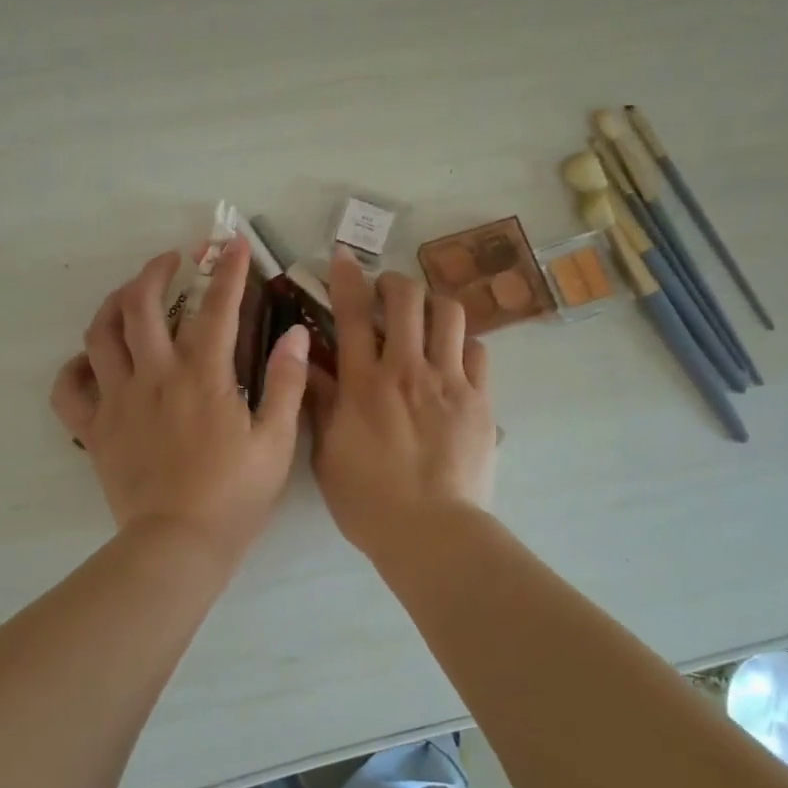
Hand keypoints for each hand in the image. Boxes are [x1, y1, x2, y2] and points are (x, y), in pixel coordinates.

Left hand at [51, 237, 309, 562]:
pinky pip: (69, 390)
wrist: (179, 545)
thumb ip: (286, 383)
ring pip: (99, 335)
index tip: (234, 244)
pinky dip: (74, 368)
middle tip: (171, 260)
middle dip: (156, 271)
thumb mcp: (276, 441)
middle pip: (141, 306)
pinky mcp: (95, 430)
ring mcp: (118, 401)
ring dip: (113, 304)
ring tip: (129, 295)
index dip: (228, 271)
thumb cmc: (234, 495)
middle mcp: (155, 376)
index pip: (217, 308)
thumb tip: (295, 334)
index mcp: (203, 377)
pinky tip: (90, 362)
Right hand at [309, 249, 496, 558]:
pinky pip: (478, 350)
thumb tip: (307, 363)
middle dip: (395, 283)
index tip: (343, 257)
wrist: (431, 531)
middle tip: (387, 291)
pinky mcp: (480, 399)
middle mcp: (407, 369)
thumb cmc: (368, 499)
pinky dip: (463, 343)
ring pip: (449, 314)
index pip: (354, 313)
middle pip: (407, 298)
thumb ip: (320, 403)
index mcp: (364, 382)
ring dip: (433, 304)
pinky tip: (454, 355)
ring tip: (425, 316)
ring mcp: (449, 381)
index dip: (348, 277)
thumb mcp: (327, 453)